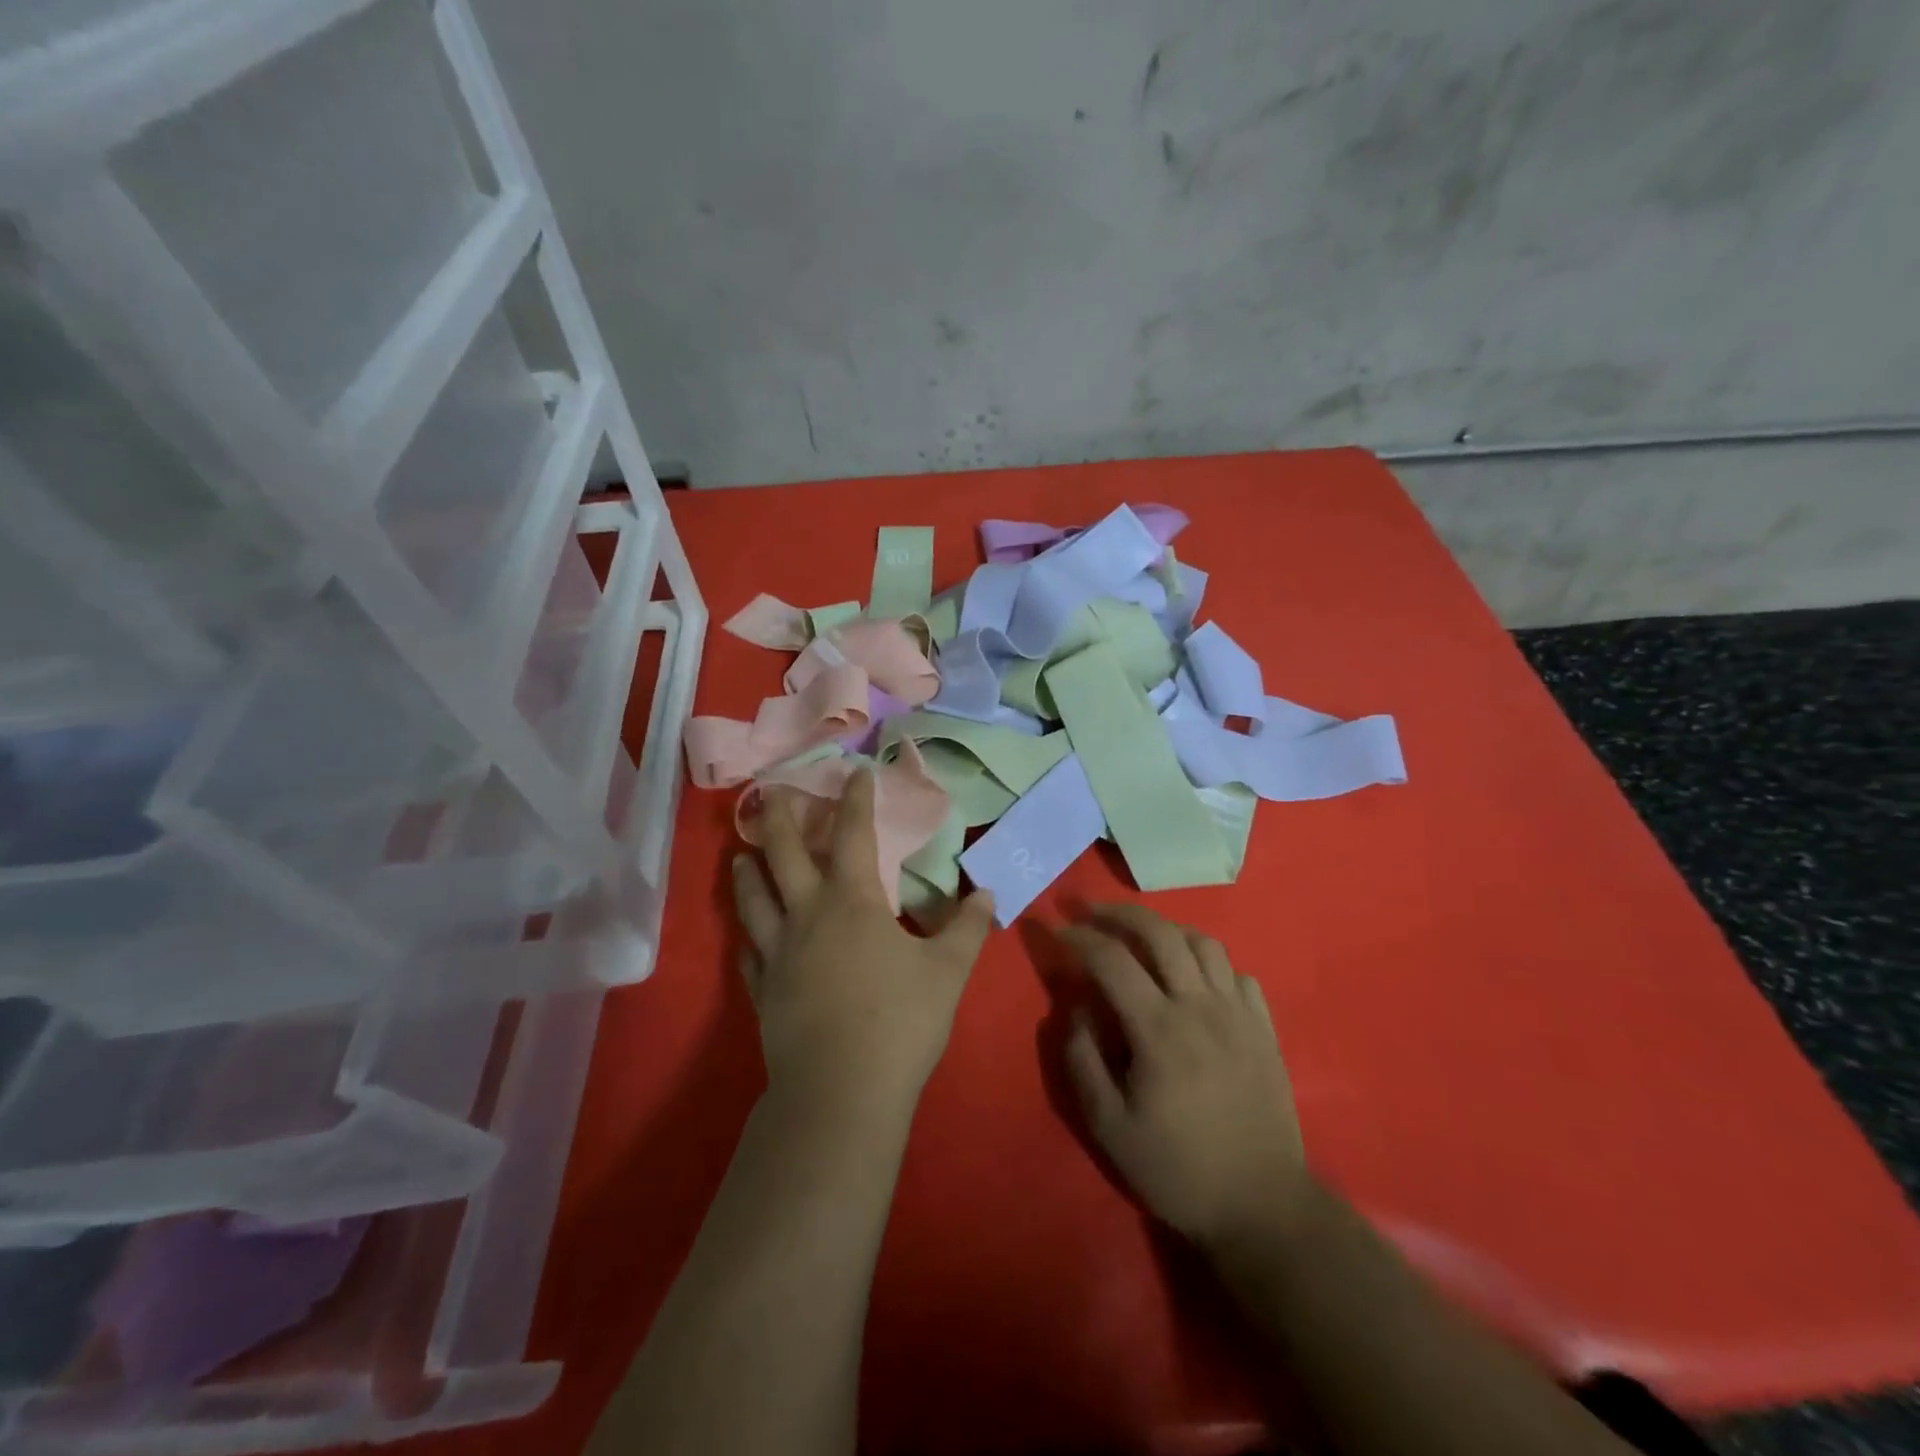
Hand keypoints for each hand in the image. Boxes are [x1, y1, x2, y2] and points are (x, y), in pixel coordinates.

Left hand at [731, 767, 995, 1116]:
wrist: (841, 1092)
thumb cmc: (900, 1021)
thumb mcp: (947, 972)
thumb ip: (966, 929)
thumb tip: (987, 895)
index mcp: (852, 902)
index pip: (852, 835)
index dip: (856, 800)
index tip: (856, 773)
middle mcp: (807, 917)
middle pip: (785, 855)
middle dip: (782, 820)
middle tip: (773, 793)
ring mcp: (778, 955)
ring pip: (755, 901)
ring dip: (748, 873)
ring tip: (741, 854)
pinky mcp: (763, 993)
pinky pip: (749, 957)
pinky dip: (746, 941)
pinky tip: (744, 939)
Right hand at [1058, 906, 1310, 1249]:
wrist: (1262, 1207)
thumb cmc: (1178, 1169)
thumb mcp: (1109, 1127)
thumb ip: (1082, 1059)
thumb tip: (1073, 1007)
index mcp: (1159, 1030)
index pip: (1111, 960)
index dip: (1078, 937)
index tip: (1054, 927)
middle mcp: (1201, 1007)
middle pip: (1160, 932)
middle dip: (1118, 912)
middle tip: (1090, 910)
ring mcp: (1239, 1014)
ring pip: (1203, 943)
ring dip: (1166, 929)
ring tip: (1140, 937)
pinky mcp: (1264, 1028)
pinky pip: (1237, 973)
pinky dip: (1208, 963)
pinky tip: (1193, 978)